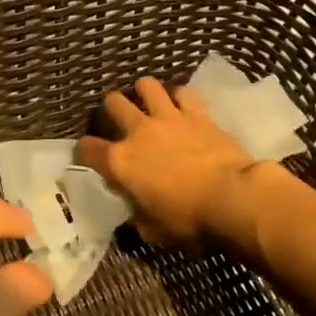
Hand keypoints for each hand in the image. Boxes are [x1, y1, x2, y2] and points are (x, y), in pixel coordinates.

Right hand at [76, 77, 257, 247]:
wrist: (231, 198)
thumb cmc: (188, 220)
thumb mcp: (152, 230)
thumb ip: (136, 213)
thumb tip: (134, 207)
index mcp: (120, 162)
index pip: (87, 148)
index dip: (84, 151)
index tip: (88, 156)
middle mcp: (138, 132)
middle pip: (113, 103)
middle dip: (112, 109)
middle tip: (119, 120)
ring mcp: (168, 118)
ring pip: (146, 86)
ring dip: (144, 92)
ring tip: (148, 102)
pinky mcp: (197, 114)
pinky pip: (183, 93)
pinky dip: (180, 98)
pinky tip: (183, 106)